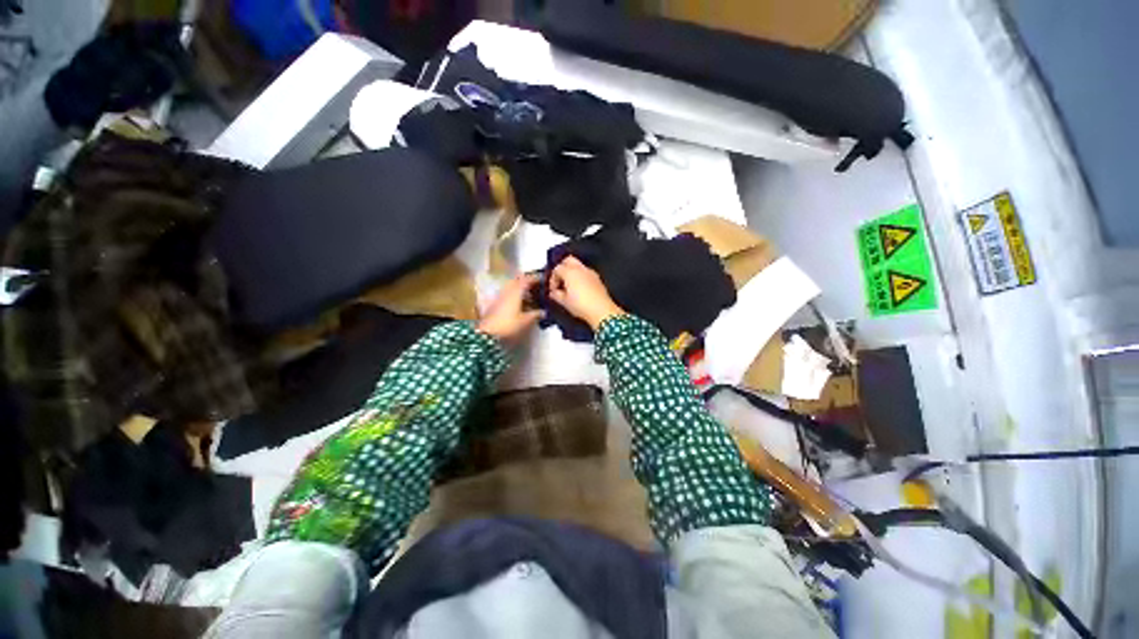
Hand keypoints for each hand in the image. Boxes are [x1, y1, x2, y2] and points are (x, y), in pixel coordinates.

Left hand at [477, 273, 542, 341]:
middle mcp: (507, 291)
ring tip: (528, 295)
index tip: (542, 279)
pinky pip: (506, 295)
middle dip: (525, 282)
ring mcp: (499, 297)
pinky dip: (513, 295)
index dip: (534, 278)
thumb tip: (544, 312)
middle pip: (516, 281)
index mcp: (516, 292)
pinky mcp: (494, 304)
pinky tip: (518, 304)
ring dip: (519, 289)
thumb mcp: (525, 321)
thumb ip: (535, 315)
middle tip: (535, 286)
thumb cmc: (509, 325)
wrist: (487, 334)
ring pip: (510, 287)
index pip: (526, 280)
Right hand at [548, 256, 624, 330]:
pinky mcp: (597, 279)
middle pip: (568, 260)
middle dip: (562, 268)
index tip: (553, 289)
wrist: (601, 311)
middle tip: (560, 281)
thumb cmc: (583, 305)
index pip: (557, 269)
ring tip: (569, 286)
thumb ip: (556, 295)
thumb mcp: (564, 302)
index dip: (553, 279)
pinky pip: (586, 273)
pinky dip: (581, 277)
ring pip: (578, 266)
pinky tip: (579, 289)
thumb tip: (554, 293)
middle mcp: (581, 269)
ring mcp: (591, 273)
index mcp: (570, 272)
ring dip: (572, 272)